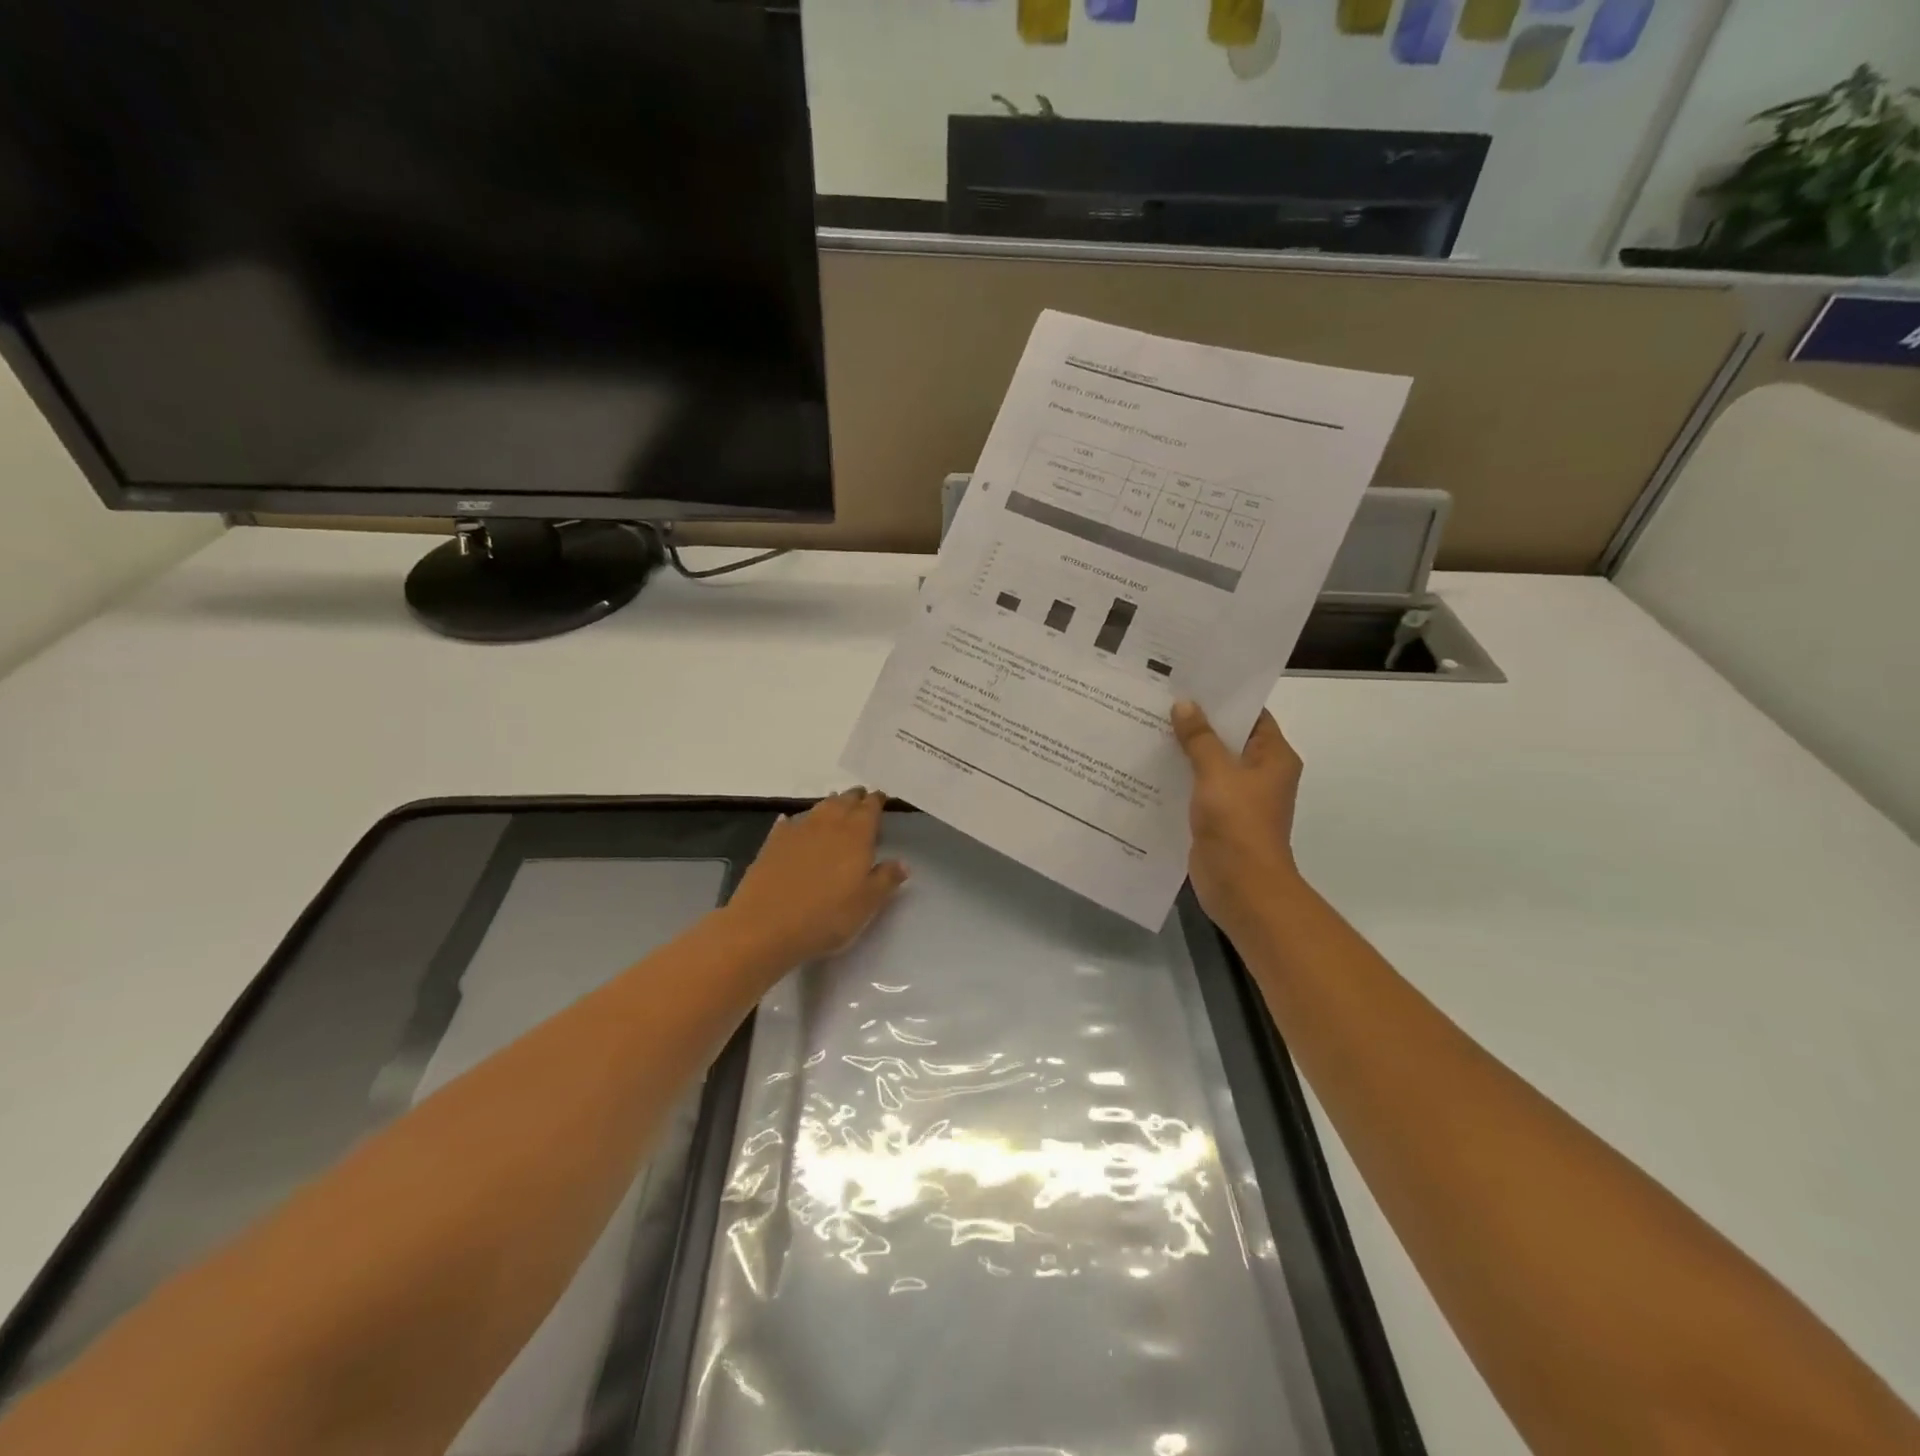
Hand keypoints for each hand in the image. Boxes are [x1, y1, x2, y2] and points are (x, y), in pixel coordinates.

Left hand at [725, 789, 909, 965]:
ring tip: (836, 806)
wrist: (765, 926)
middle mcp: (828, 824)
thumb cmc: (826, 916)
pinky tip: (792, 822)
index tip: (881, 798)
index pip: (870, 808)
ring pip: (818, 808)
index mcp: (856, 835)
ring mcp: (797, 831)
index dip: (876, 801)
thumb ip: (887, 879)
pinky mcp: (772, 843)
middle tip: (861, 798)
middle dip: (854, 798)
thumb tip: (902, 862)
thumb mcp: (867, 903)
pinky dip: (796, 821)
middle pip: (844, 801)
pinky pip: (789, 824)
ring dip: (830, 805)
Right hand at [1172, 701, 1303, 939]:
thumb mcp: (1216, 773)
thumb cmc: (1238, 823)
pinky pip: (1198, 788)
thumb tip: (1185, 704)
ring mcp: (1239, 797)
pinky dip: (1179, 777)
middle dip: (1198, 722)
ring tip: (1149, 725)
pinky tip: (1150, 765)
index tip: (1192, 681)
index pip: (1252, 715)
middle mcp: (1260, 774)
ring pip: (1210, 764)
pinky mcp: (1219, 817)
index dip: (1224, 698)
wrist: (1241, 886)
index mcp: (1274, 757)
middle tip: (1161, 699)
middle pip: (1228, 738)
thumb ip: (1200, 738)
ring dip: (1185, 750)